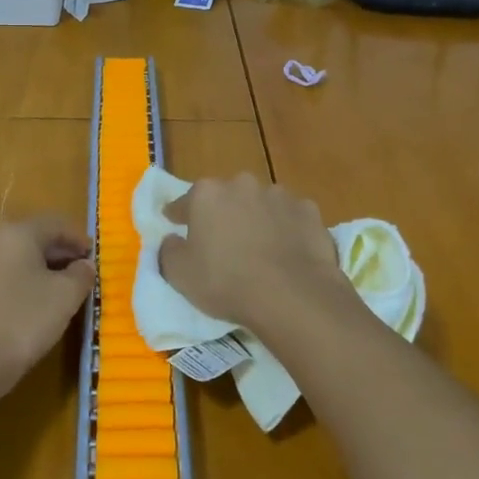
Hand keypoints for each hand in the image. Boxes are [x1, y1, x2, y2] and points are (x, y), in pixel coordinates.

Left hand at [0, 215, 95, 396]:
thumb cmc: (22, 322)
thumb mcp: (65, 297)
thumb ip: (81, 274)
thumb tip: (84, 265)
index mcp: (15, 232)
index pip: (55, 224)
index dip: (79, 239)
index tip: (95, 258)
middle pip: (32, 238)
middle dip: (59, 254)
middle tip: (80, 275)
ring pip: (13, 258)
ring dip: (38, 270)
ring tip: (58, 293)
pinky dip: (17, 283)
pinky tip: (29, 306)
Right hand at [157, 174, 356, 339]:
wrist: (291, 294)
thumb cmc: (226, 282)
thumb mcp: (180, 275)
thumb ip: (169, 251)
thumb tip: (172, 240)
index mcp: (207, 194)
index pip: (185, 202)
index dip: (178, 215)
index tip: (175, 224)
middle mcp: (243, 184)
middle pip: (226, 197)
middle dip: (223, 214)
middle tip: (223, 242)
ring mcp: (280, 195)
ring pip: (261, 204)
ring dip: (257, 219)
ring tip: (260, 249)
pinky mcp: (309, 211)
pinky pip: (291, 218)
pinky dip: (288, 230)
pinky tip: (289, 252)